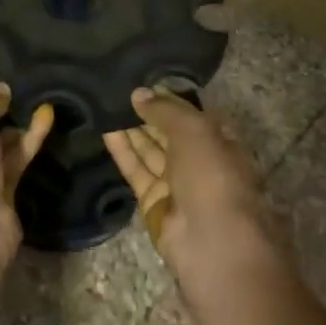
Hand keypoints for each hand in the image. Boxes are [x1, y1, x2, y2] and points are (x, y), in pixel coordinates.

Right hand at [102, 85, 267, 267]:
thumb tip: (139, 93)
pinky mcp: (153, 203)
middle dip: (146, 114)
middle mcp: (199, 162)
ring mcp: (176, 184)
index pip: (190, 116)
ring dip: (131, 130)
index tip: (142, 83)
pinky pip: (136, 171)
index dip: (168, 101)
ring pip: (150, 151)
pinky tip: (105, 129)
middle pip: (168, 134)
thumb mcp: (194, 130)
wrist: (212, 241)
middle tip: (117, 91)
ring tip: (105, 104)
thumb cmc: (213, 175)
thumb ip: (165, 110)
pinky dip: (123, 151)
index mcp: (220, 142)